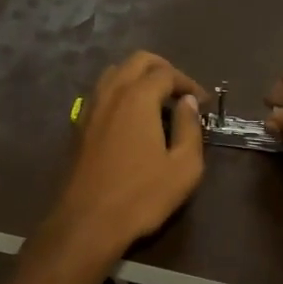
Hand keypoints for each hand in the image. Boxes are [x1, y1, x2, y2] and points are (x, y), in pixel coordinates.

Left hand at [37, 51, 206, 268]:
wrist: (87, 221)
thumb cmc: (141, 195)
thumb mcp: (183, 167)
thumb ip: (189, 128)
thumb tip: (188, 102)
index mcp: (138, 97)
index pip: (167, 73)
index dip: (188, 83)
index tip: (203, 102)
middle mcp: (112, 92)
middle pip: (137, 61)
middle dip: (163, 69)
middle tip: (181, 91)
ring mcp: (91, 107)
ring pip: (115, 72)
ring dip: (137, 76)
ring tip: (156, 100)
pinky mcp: (79, 124)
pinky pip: (102, 92)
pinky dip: (120, 91)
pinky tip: (130, 116)